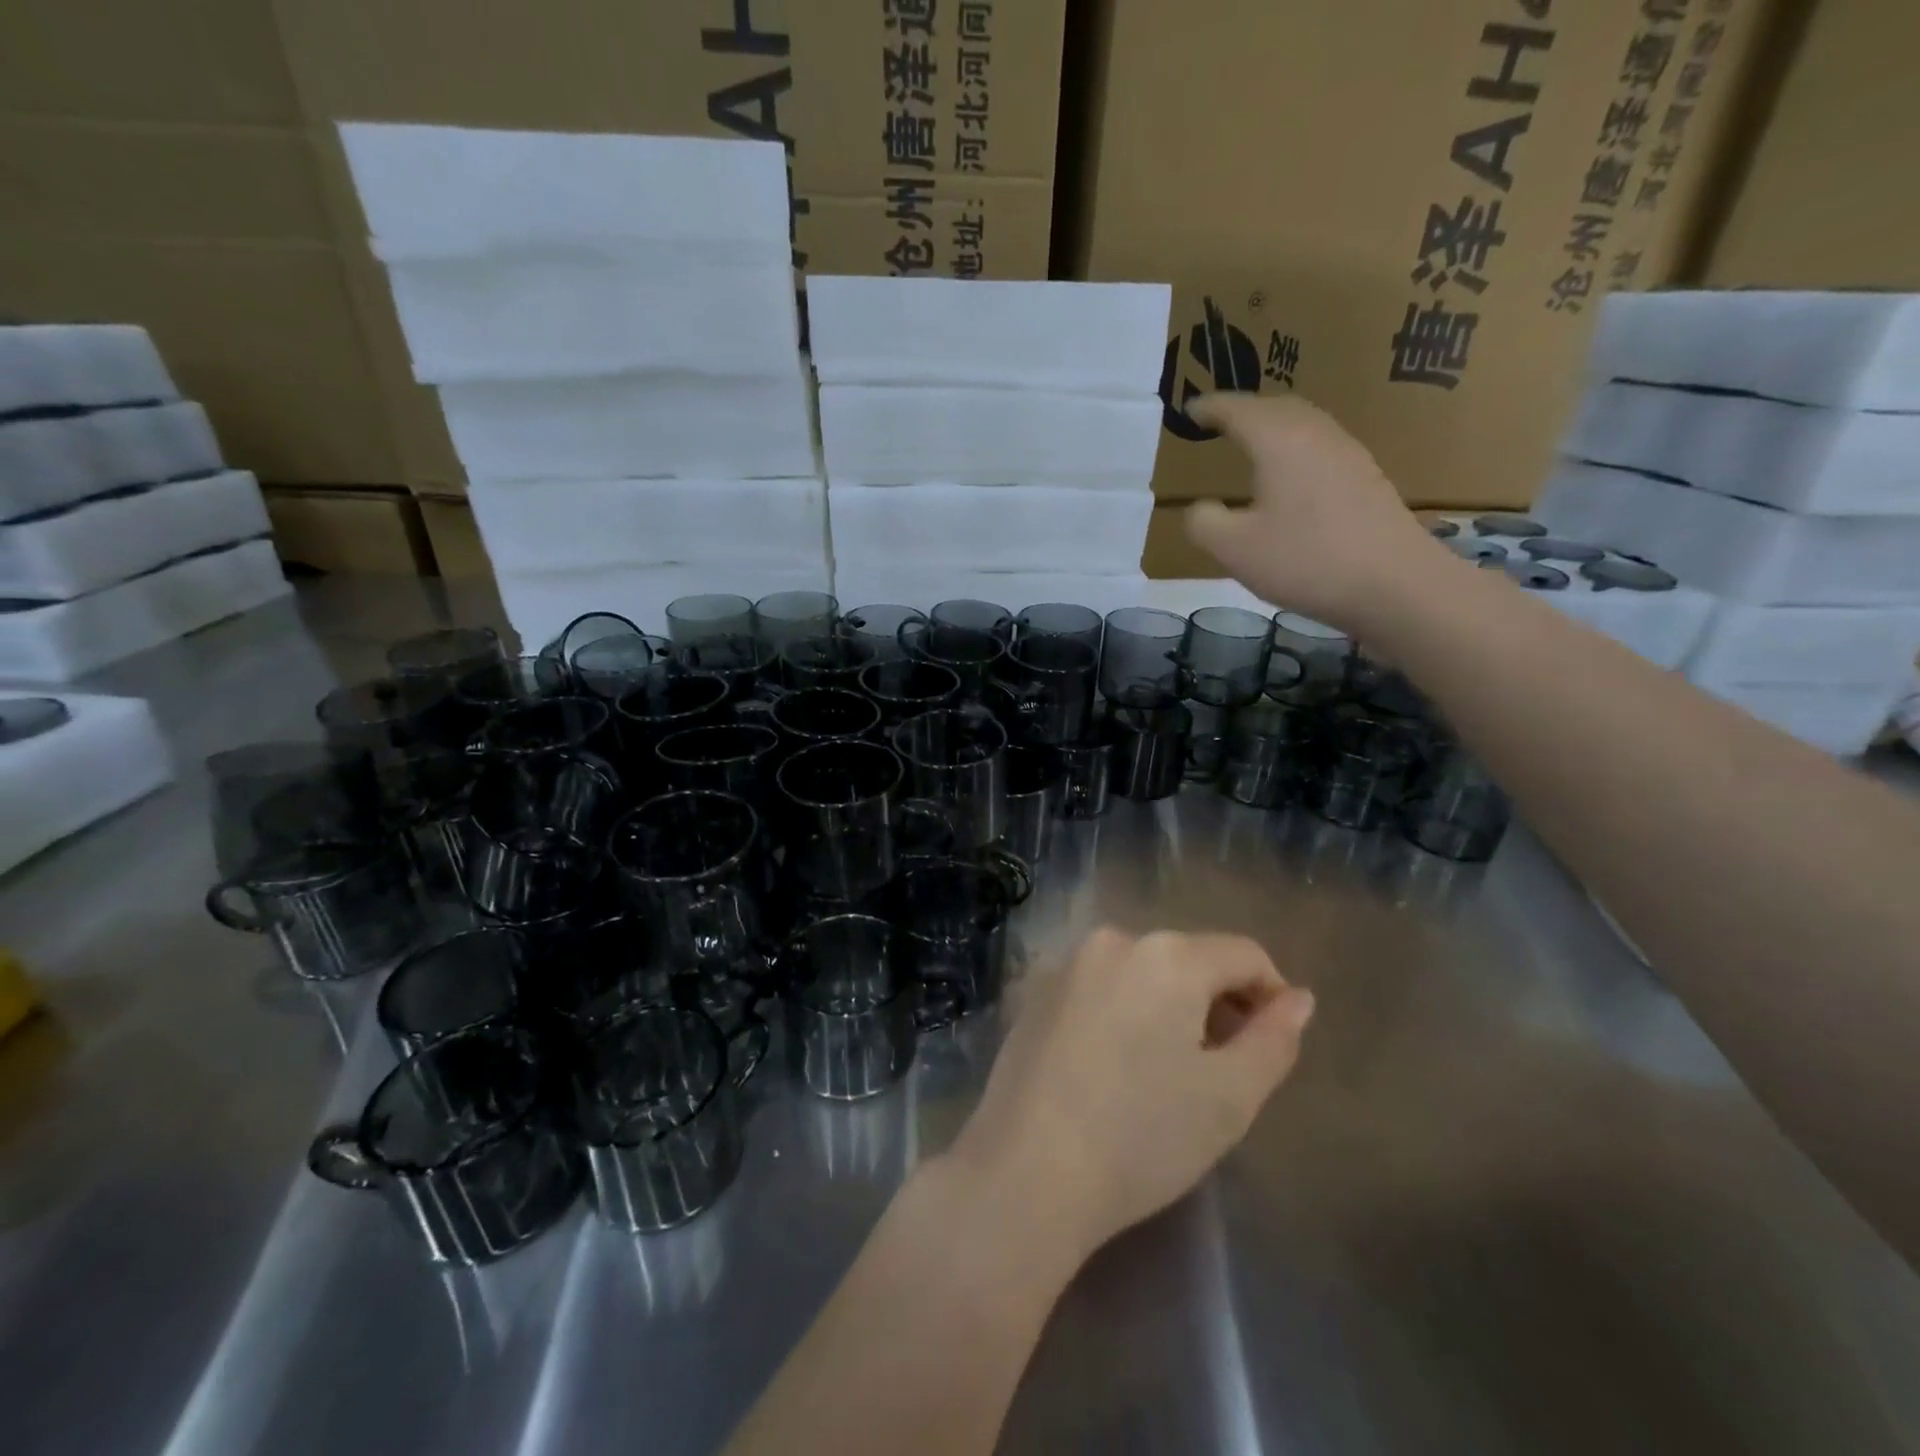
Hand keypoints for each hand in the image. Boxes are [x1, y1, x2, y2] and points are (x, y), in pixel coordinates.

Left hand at [947, 927, 1314, 1261]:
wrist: (1026, 1169)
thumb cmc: (1141, 1136)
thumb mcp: (1229, 1097)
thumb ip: (1274, 1039)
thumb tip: (1298, 998)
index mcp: (1167, 955)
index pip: (1243, 954)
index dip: (1272, 994)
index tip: (1274, 1046)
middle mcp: (1114, 941)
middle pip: (1190, 958)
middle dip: (1218, 1002)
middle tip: (1223, 1070)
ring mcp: (1068, 964)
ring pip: (1143, 973)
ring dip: (1171, 1008)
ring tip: (1171, 1073)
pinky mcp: (1036, 992)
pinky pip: (1102, 987)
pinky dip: (1126, 1012)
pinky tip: (1117, 1068)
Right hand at [1183, 393, 1444, 634]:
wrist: (1394, 583)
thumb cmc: (1306, 560)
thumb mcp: (1235, 550)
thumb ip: (1204, 523)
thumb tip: (1200, 508)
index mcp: (1279, 441)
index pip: (1238, 409)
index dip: (1210, 407)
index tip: (1189, 409)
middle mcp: (1315, 434)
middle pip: (1276, 407)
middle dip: (1245, 410)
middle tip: (1219, 422)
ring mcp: (1347, 454)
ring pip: (1303, 424)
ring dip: (1273, 427)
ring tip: (1251, 445)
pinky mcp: (1366, 478)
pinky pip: (1320, 447)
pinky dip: (1295, 449)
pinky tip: (1290, 478)